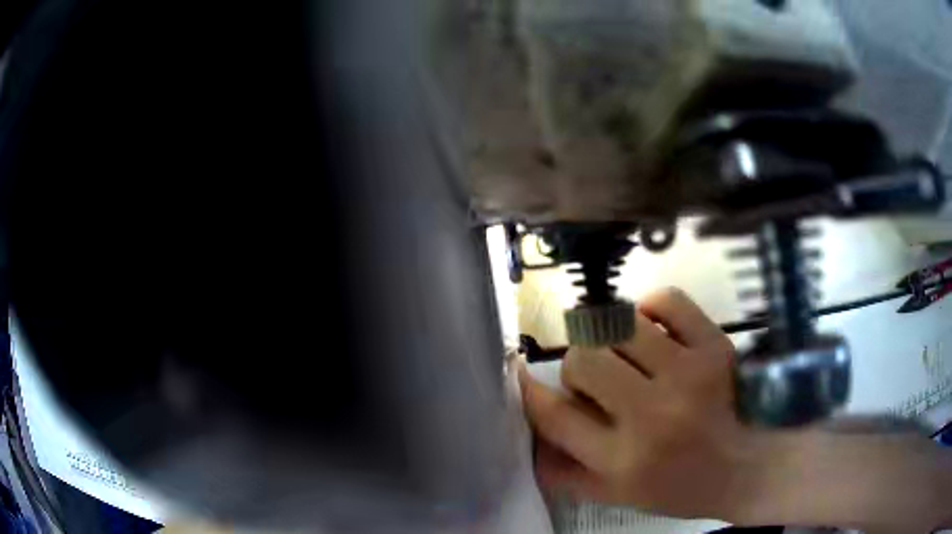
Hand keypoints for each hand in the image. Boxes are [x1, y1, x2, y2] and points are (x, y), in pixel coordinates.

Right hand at [519, 288, 768, 520]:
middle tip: (597, 377)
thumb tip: (528, 434)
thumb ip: (565, 472)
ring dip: (611, 337)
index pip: (554, 416)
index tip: (523, 377)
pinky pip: (666, 301)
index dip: (530, 392)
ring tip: (626, 352)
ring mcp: (687, 375)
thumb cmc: (680, 486)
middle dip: (579, 366)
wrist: (748, 465)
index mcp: (620, 462)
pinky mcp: (715, 346)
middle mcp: (650, 417)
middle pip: (583, 360)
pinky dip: (651, 308)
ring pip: (618, 325)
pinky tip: (653, 328)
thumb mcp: (617, 495)